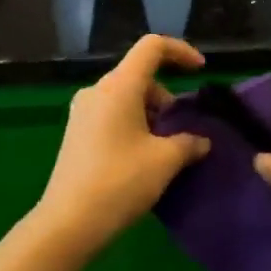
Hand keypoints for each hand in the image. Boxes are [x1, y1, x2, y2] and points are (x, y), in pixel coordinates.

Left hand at [35, 35, 211, 253]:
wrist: (68, 223)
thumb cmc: (120, 182)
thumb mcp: (165, 161)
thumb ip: (189, 143)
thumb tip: (202, 141)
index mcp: (119, 86)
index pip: (152, 47)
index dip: (180, 51)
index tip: (200, 71)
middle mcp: (97, 91)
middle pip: (140, 75)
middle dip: (168, 96)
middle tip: (183, 130)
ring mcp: (82, 112)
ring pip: (126, 97)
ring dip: (152, 114)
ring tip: (165, 149)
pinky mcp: (76, 133)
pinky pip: (112, 114)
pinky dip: (134, 124)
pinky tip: (142, 157)